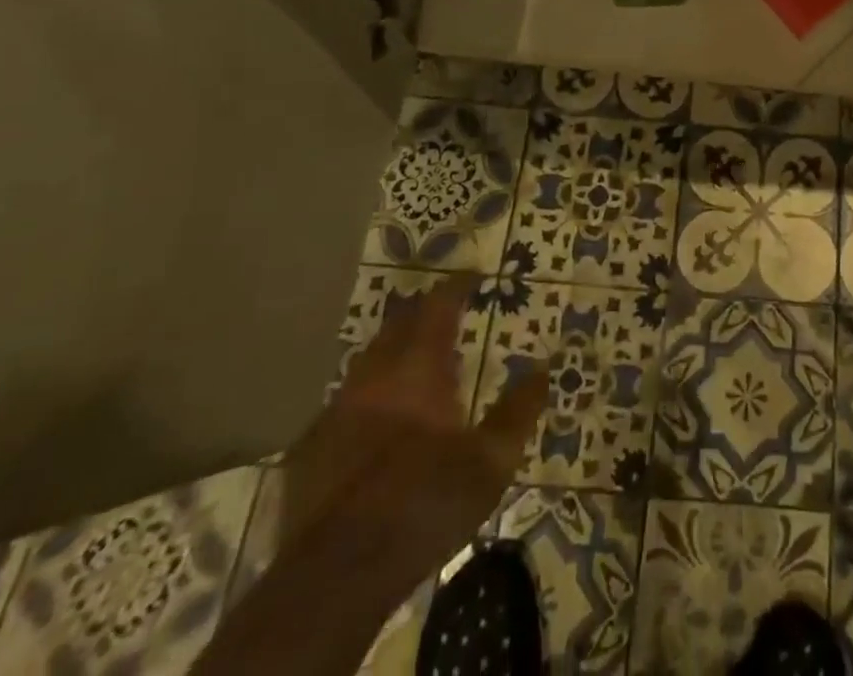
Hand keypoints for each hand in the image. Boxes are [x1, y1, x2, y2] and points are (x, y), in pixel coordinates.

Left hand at [282, 275, 548, 574]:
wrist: (336, 576)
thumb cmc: (424, 505)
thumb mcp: (491, 462)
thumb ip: (518, 411)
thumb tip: (542, 369)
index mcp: (418, 367)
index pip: (439, 304)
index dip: (458, 284)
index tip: (475, 276)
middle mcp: (375, 375)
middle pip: (398, 323)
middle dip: (423, 311)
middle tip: (446, 313)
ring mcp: (336, 409)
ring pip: (368, 360)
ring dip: (394, 351)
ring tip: (416, 363)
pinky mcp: (309, 448)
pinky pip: (344, 403)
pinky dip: (368, 396)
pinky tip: (378, 421)